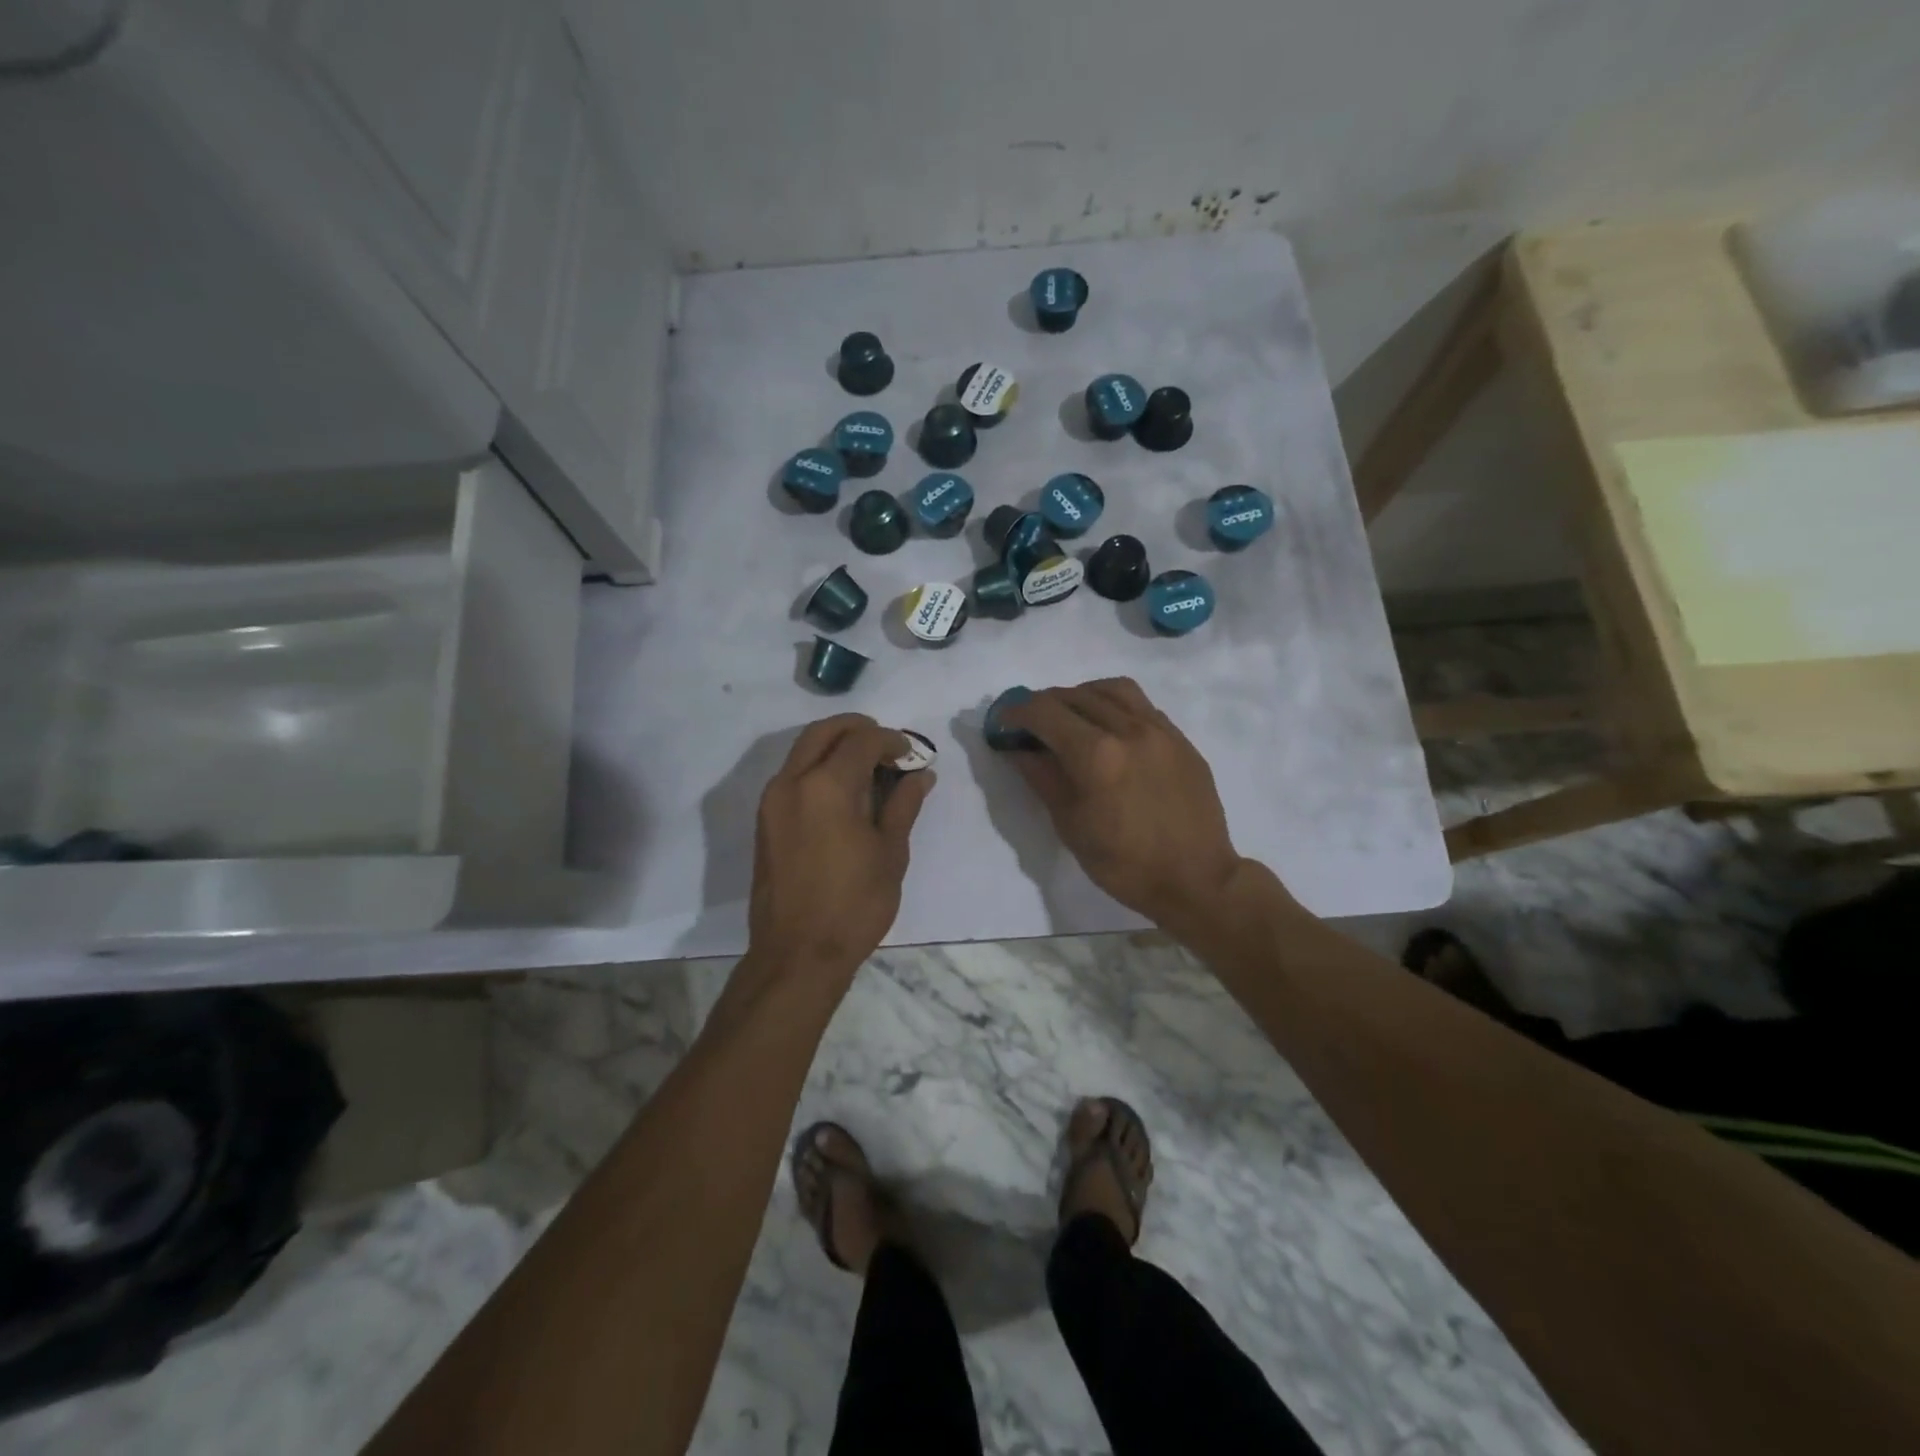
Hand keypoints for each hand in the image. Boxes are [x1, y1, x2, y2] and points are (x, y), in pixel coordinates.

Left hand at [748, 714, 934, 976]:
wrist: (797, 954)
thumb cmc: (854, 905)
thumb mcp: (890, 853)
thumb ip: (903, 805)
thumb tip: (920, 775)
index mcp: (827, 786)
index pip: (862, 740)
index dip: (892, 741)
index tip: (912, 755)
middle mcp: (792, 782)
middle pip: (824, 732)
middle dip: (858, 729)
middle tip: (887, 745)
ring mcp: (772, 801)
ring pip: (803, 750)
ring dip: (836, 746)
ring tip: (869, 768)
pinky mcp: (765, 820)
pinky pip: (793, 775)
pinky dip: (819, 767)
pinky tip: (844, 792)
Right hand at [1001, 678, 1243, 930]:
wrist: (1196, 880)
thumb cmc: (1125, 864)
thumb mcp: (1071, 826)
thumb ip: (1042, 778)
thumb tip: (1018, 749)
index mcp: (1097, 754)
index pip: (1045, 712)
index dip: (1016, 712)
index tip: (1003, 723)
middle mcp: (1128, 729)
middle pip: (1075, 695)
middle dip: (1044, 704)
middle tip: (1029, 724)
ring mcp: (1160, 730)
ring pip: (1112, 690)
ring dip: (1081, 695)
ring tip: (1070, 716)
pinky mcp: (1180, 739)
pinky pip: (1140, 705)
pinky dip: (1113, 705)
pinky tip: (1108, 729)